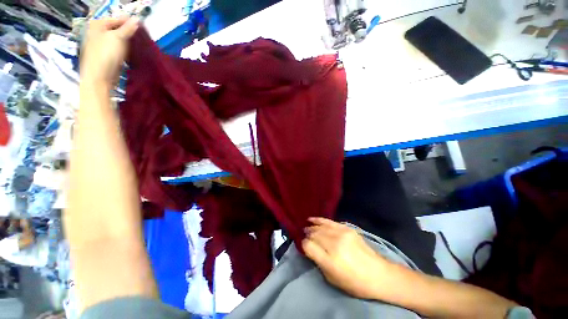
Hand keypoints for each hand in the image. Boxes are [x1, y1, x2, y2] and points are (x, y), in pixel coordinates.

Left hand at [80, 16, 138, 87]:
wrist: (99, 77)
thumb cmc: (106, 55)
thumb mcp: (118, 38)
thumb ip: (128, 28)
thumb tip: (137, 19)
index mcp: (97, 25)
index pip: (116, 19)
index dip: (129, 23)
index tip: (141, 29)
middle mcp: (97, 33)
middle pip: (116, 30)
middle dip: (128, 33)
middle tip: (140, 37)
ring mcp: (100, 45)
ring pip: (117, 40)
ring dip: (127, 42)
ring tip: (137, 45)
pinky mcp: (105, 56)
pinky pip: (116, 49)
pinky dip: (124, 50)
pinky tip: (130, 53)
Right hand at [302, 217, 393, 298]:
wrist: (378, 274)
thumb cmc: (354, 282)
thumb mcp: (332, 278)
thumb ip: (318, 261)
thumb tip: (308, 248)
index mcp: (330, 260)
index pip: (308, 246)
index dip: (303, 245)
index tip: (303, 246)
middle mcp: (334, 244)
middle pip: (314, 234)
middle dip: (307, 235)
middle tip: (303, 236)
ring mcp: (341, 234)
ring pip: (320, 227)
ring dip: (312, 227)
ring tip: (306, 227)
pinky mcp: (347, 228)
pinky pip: (329, 221)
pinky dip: (319, 220)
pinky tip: (312, 219)